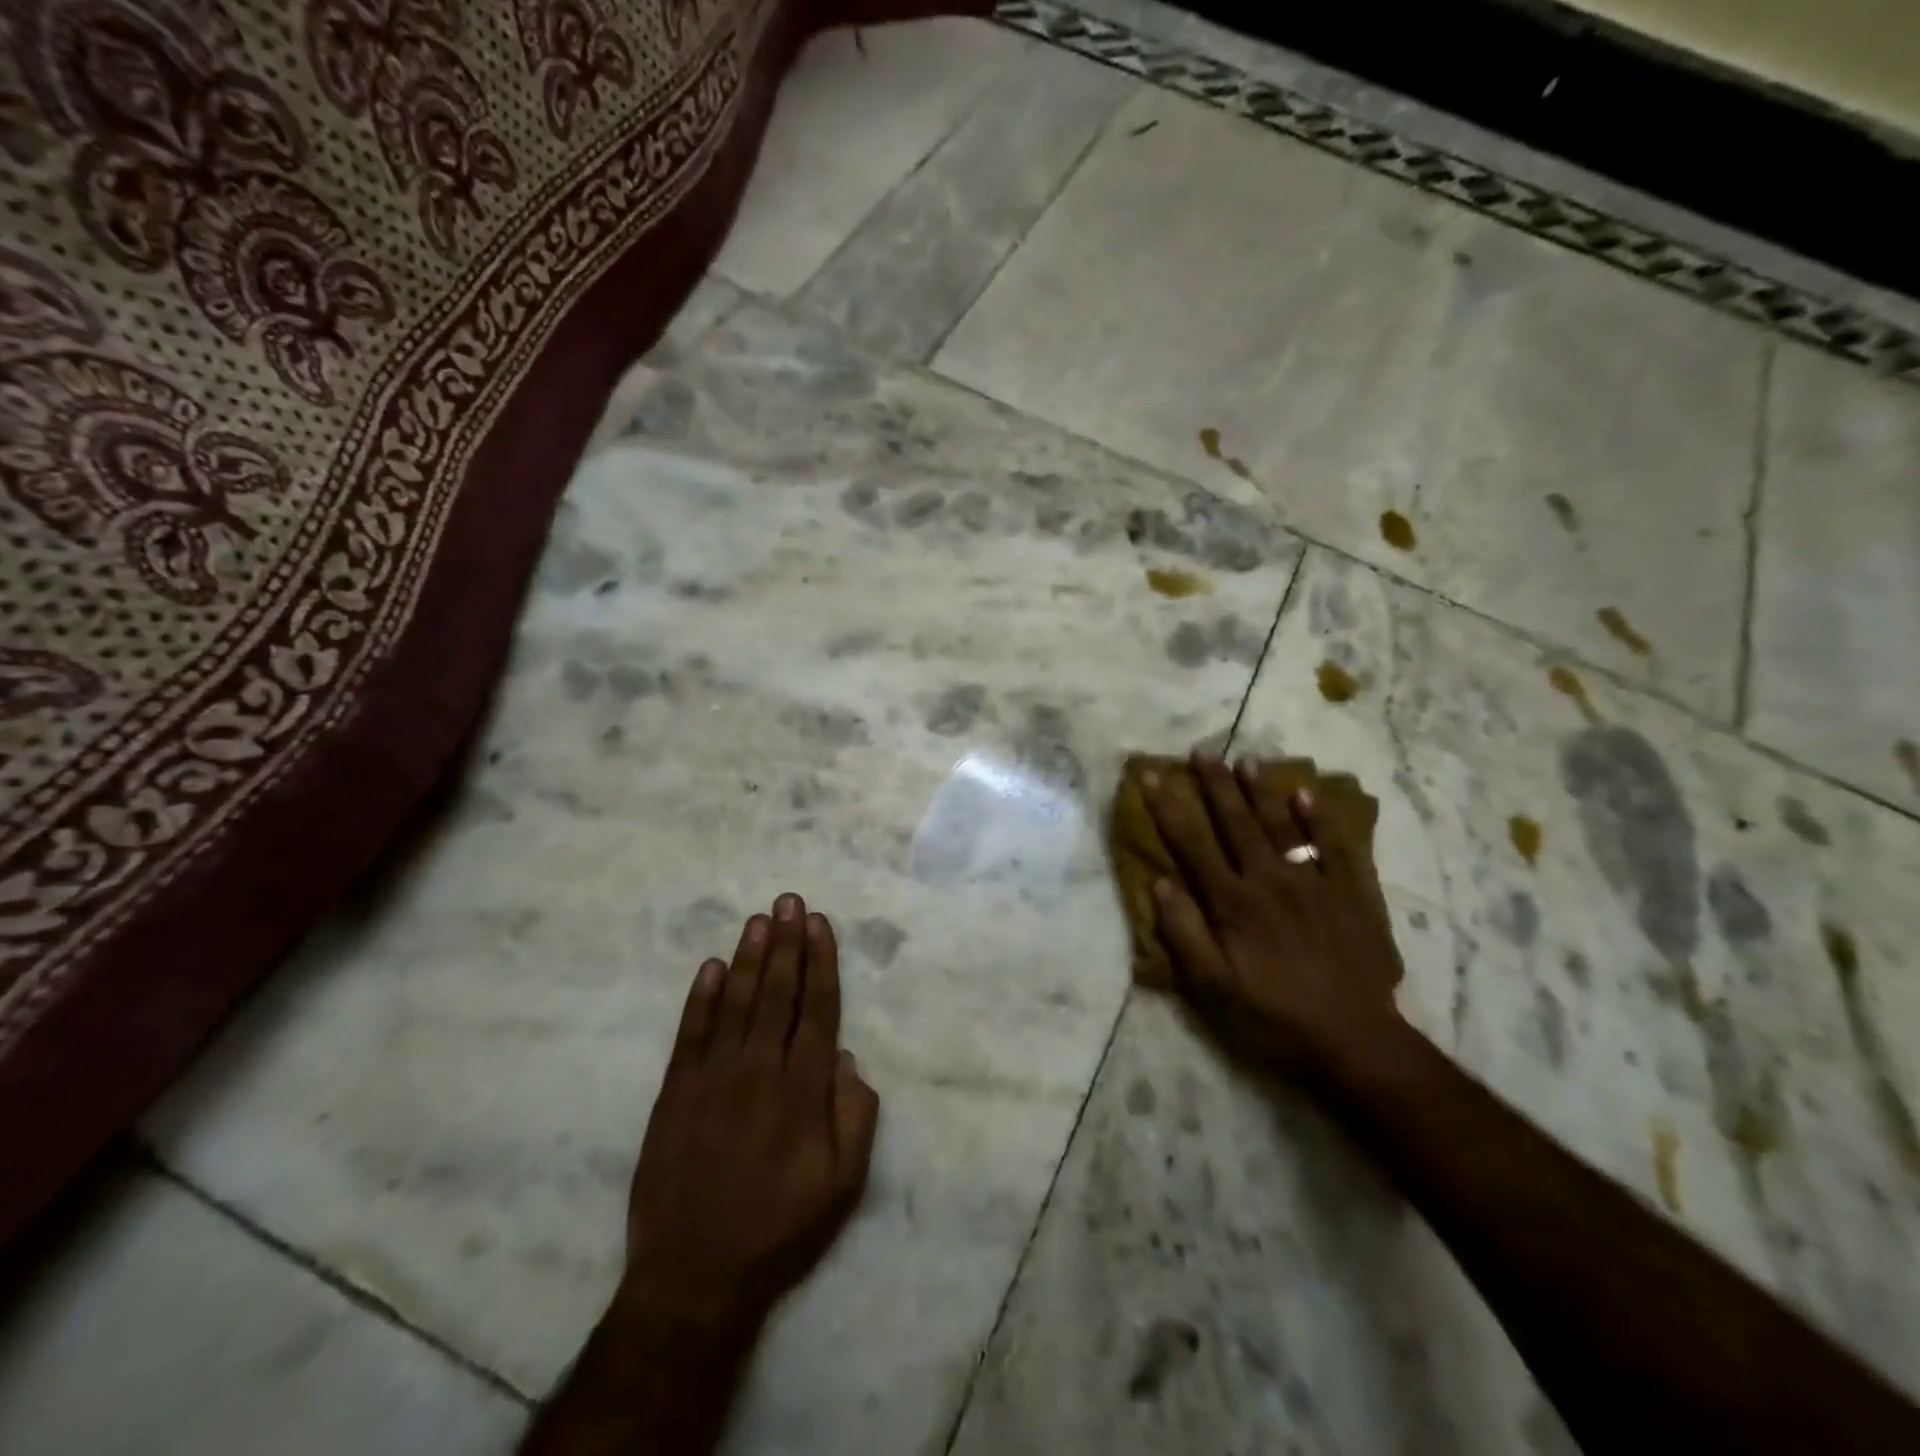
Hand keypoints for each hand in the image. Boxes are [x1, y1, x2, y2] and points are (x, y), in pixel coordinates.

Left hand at [616, 894, 879, 1340]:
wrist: (695, 1275)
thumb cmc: (780, 1227)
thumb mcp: (843, 1184)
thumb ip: (856, 1115)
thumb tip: (847, 1057)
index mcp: (804, 1088)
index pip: (817, 1008)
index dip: (821, 962)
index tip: (820, 924)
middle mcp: (760, 1069)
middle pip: (778, 992)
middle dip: (787, 943)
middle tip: (790, 901)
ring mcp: (713, 1077)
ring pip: (738, 1002)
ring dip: (751, 957)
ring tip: (760, 918)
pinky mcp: (675, 1092)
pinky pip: (691, 1033)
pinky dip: (702, 997)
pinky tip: (713, 967)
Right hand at [1143, 756, 1404, 1079]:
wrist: (1355, 1040)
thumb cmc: (1273, 1016)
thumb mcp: (1212, 988)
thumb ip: (1184, 933)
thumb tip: (1160, 884)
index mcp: (1233, 902)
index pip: (1192, 844)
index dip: (1169, 808)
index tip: (1153, 776)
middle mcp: (1269, 880)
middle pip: (1236, 823)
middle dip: (1216, 785)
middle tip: (1203, 751)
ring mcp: (1313, 882)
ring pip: (1281, 825)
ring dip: (1261, 791)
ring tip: (1246, 761)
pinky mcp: (1349, 893)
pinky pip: (1334, 846)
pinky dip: (1319, 818)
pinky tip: (1306, 794)